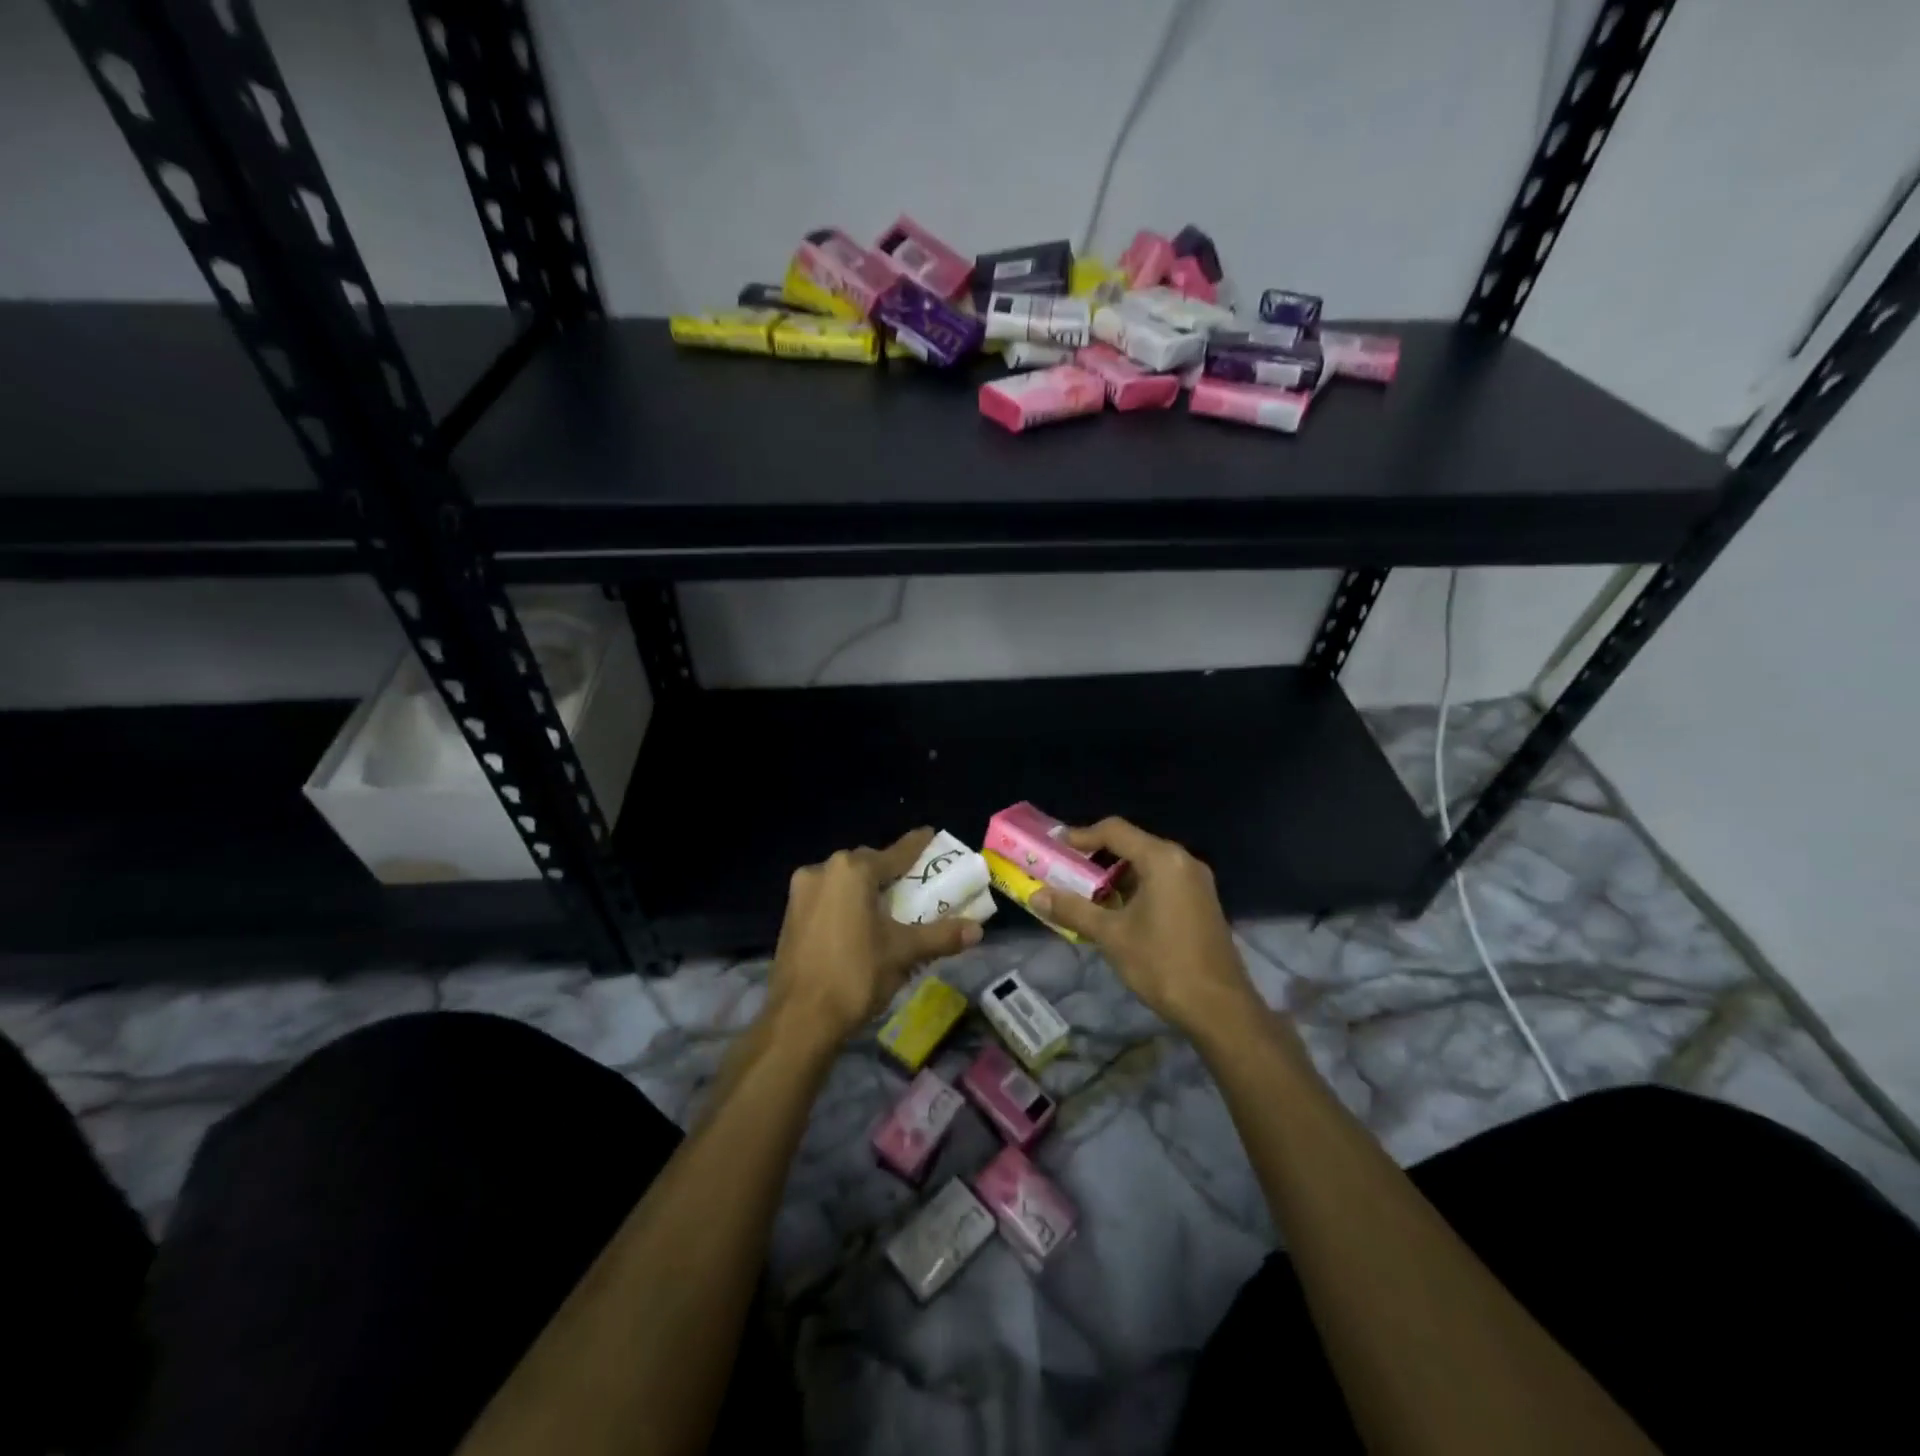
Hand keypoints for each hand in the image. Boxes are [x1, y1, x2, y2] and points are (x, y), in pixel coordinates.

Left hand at [769, 827, 982, 1045]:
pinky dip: (846, 904)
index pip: (895, 853)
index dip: (916, 846)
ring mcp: (801, 893)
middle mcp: (823, 870)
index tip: (930, 834)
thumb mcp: (904, 953)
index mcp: (852, 871)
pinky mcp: (790, 916)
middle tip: (913, 884)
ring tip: (888, 907)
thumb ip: (941, 935)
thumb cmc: (856, 975)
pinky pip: (827, 898)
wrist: (800, 1019)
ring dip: (865, 889)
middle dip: (889, 872)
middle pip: (866, 865)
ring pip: (843, 882)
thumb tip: (978, 930)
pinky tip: (860, 924)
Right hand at [1031, 817, 1259, 1037]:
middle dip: (1096, 858)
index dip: (1081, 835)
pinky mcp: (1201, 903)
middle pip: (1132, 845)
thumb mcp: (1111, 935)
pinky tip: (1117, 913)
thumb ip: (1073, 910)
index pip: (1115, 831)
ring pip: (1147, 866)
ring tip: (1086, 895)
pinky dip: (1135, 889)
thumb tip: (1036, 895)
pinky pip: (1161, 882)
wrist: (1219, 1008)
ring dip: (1115, 876)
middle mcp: (1183, 861)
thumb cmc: (1162, 963)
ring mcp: (1196, 883)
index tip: (1055, 845)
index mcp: (1162, 859)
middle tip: (1066, 871)